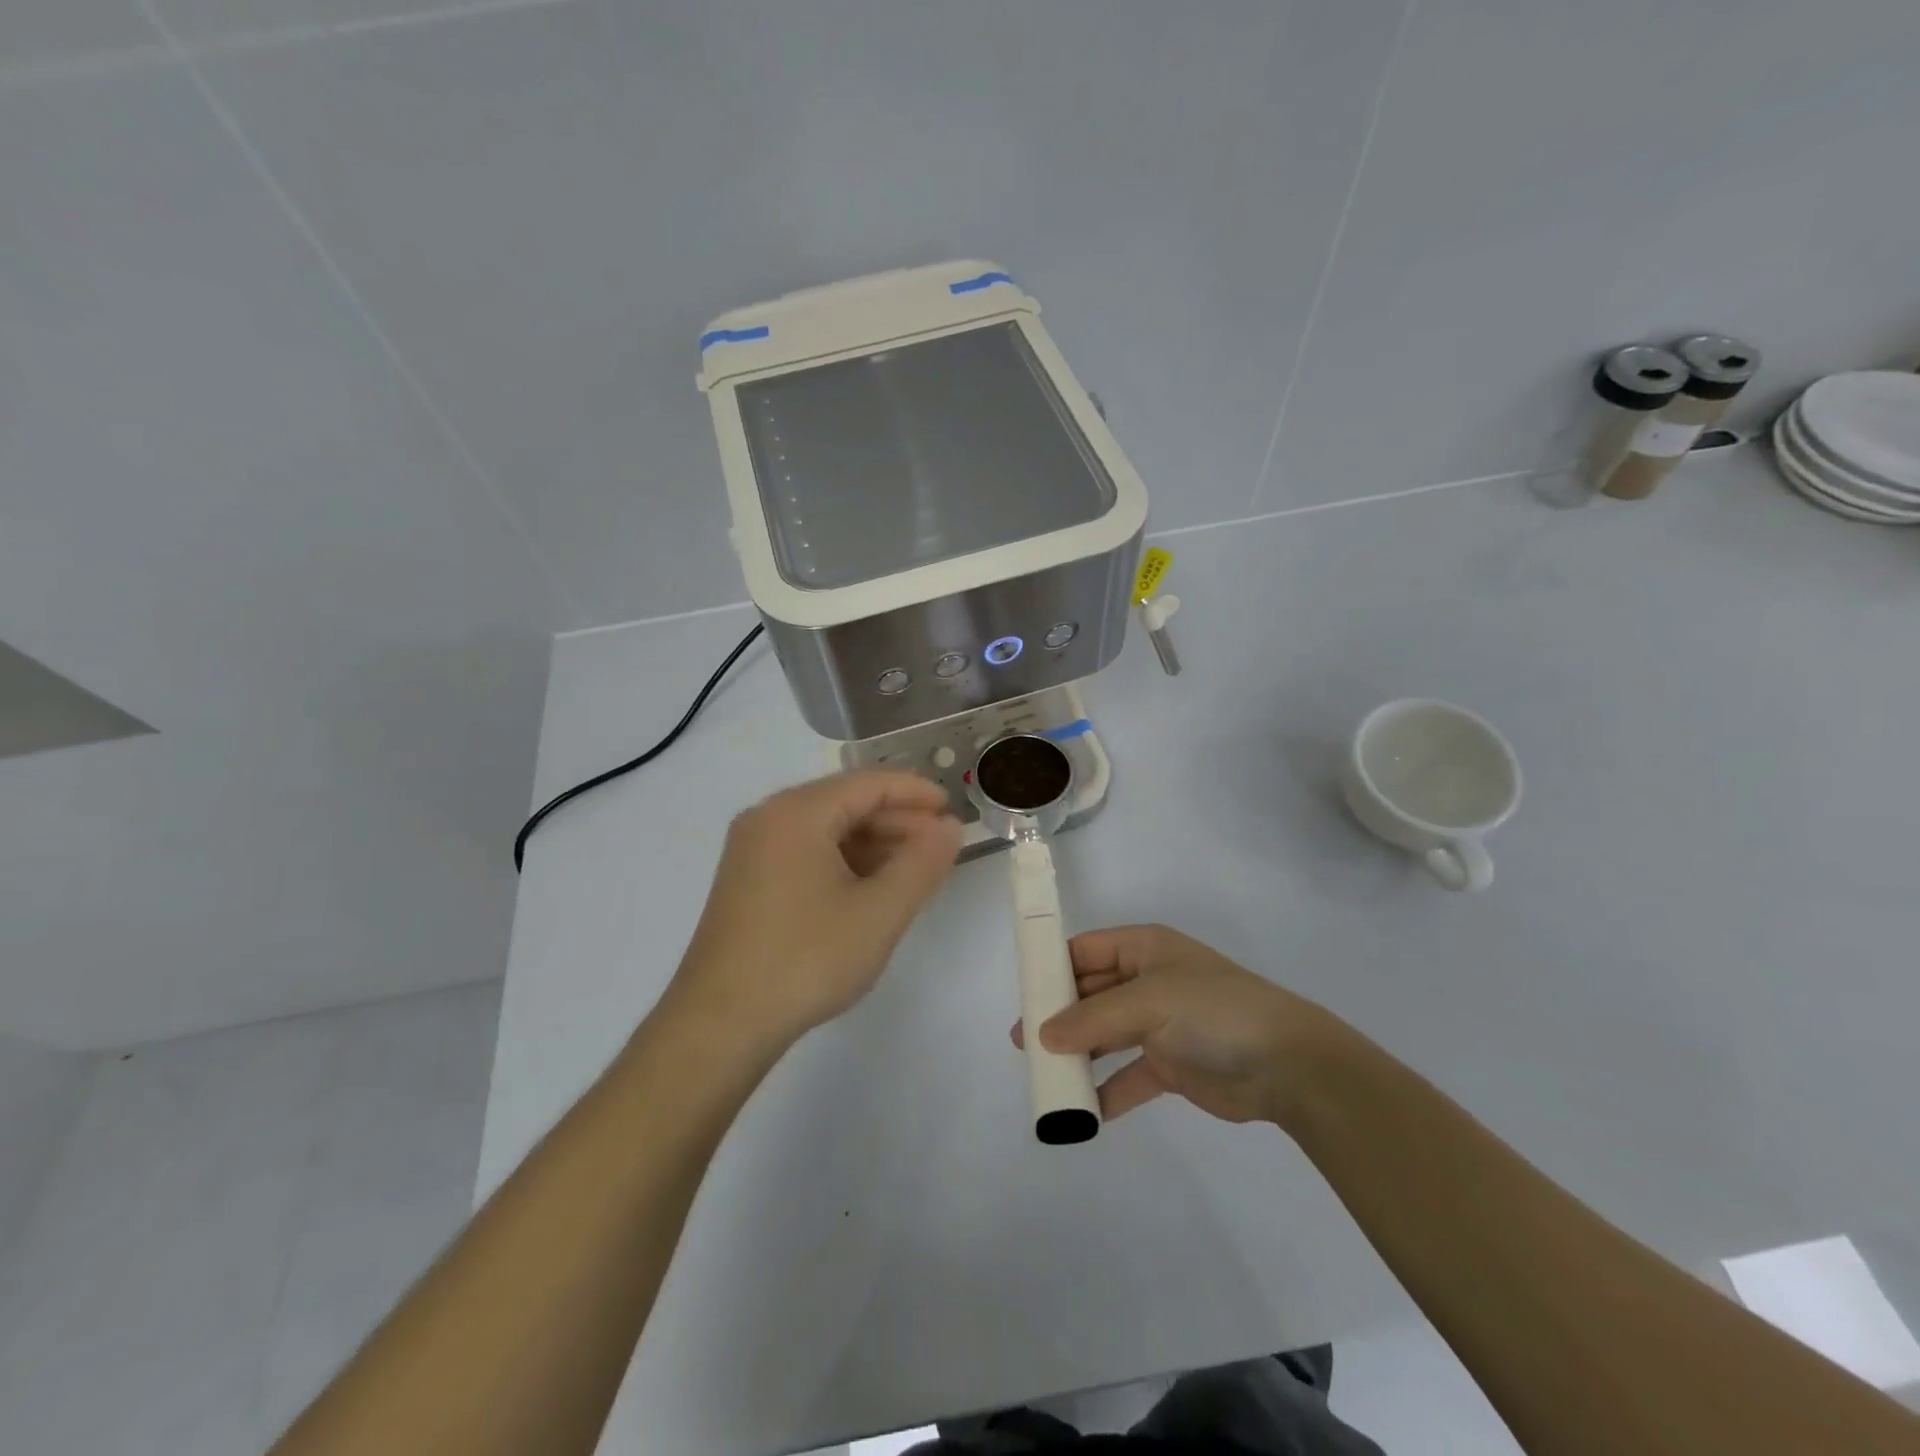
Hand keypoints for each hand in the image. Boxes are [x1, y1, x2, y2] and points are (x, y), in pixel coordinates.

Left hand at [667, 771, 962, 1050]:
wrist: (720, 1024)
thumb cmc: (806, 959)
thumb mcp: (879, 912)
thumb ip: (922, 863)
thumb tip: (950, 827)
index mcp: (797, 812)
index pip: (868, 784)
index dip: (915, 793)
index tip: (953, 809)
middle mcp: (768, 818)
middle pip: (845, 803)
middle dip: (897, 821)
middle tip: (940, 845)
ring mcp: (753, 850)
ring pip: (826, 829)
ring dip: (873, 844)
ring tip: (913, 869)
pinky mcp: (747, 880)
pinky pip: (806, 852)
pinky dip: (844, 862)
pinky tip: (870, 888)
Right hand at [1013, 924, 1336, 1126]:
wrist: (1288, 1065)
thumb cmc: (1213, 1012)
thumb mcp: (1149, 1002)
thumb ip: (1093, 1018)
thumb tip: (1043, 1034)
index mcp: (1143, 949)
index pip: (1085, 951)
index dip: (1053, 968)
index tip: (1023, 994)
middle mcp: (1147, 981)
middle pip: (1091, 995)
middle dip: (1059, 1017)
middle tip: (1024, 1043)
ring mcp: (1159, 1024)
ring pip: (1106, 1036)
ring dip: (1079, 1055)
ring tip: (1046, 1077)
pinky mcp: (1171, 1065)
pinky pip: (1128, 1076)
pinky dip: (1108, 1091)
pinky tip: (1085, 1112)